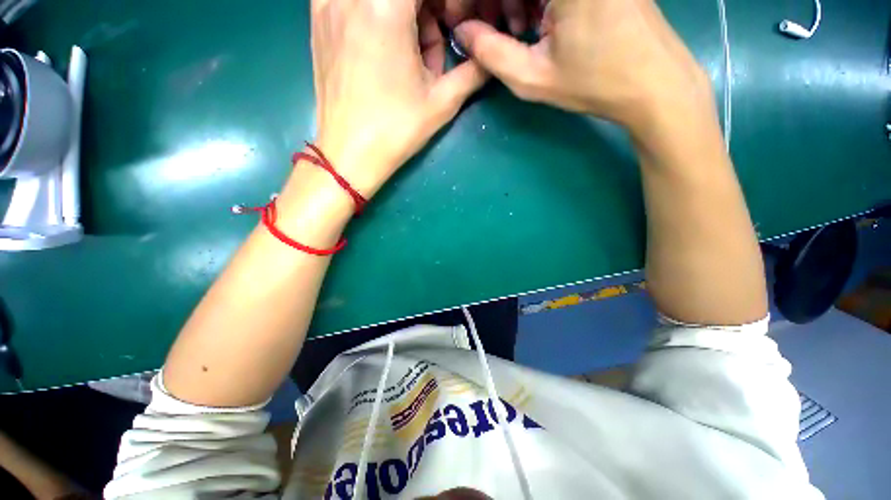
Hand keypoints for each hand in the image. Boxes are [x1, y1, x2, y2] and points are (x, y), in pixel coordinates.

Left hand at [311, 0, 487, 197]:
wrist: (350, 153)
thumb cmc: (396, 130)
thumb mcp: (442, 102)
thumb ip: (473, 70)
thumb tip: (488, 56)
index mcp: (386, 6)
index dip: (448, 5)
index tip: (453, 27)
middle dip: (426, 11)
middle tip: (431, 48)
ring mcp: (329, 3)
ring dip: (402, 13)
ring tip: (407, 54)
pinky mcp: (317, 19)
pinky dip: (374, 10)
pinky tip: (381, 40)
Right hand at [454, 0, 712, 137]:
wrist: (655, 83)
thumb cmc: (594, 83)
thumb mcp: (533, 77)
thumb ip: (491, 53)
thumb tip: (462, 32)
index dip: (471, 1)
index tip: (462, 23)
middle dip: (494, 2)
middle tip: (489, 31)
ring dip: (515, 0)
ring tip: (519, 33)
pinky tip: (540, 22)